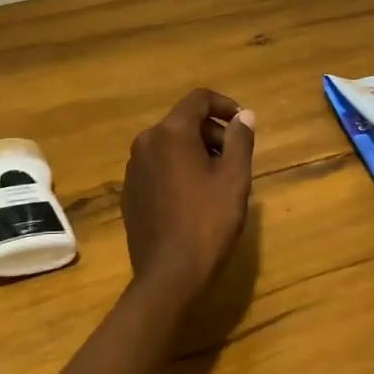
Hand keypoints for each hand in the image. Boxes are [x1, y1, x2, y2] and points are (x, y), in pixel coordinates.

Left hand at [122, 89, 255, 306]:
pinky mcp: (130, 191)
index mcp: (171, 133)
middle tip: (235, 159)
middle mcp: (146, 142)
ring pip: (169, 144)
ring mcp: (133, 168)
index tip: (243, 124)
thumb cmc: (208, 223)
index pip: (198, 99)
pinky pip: (157, 166)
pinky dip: (177, 169)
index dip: (224, 105)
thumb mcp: (234, 179)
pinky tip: (193, 198)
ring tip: (217, 181)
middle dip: (212, 132)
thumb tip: (244, 115)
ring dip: (195, 151)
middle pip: (183, 121)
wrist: (169, 275)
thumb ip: (240, 140)